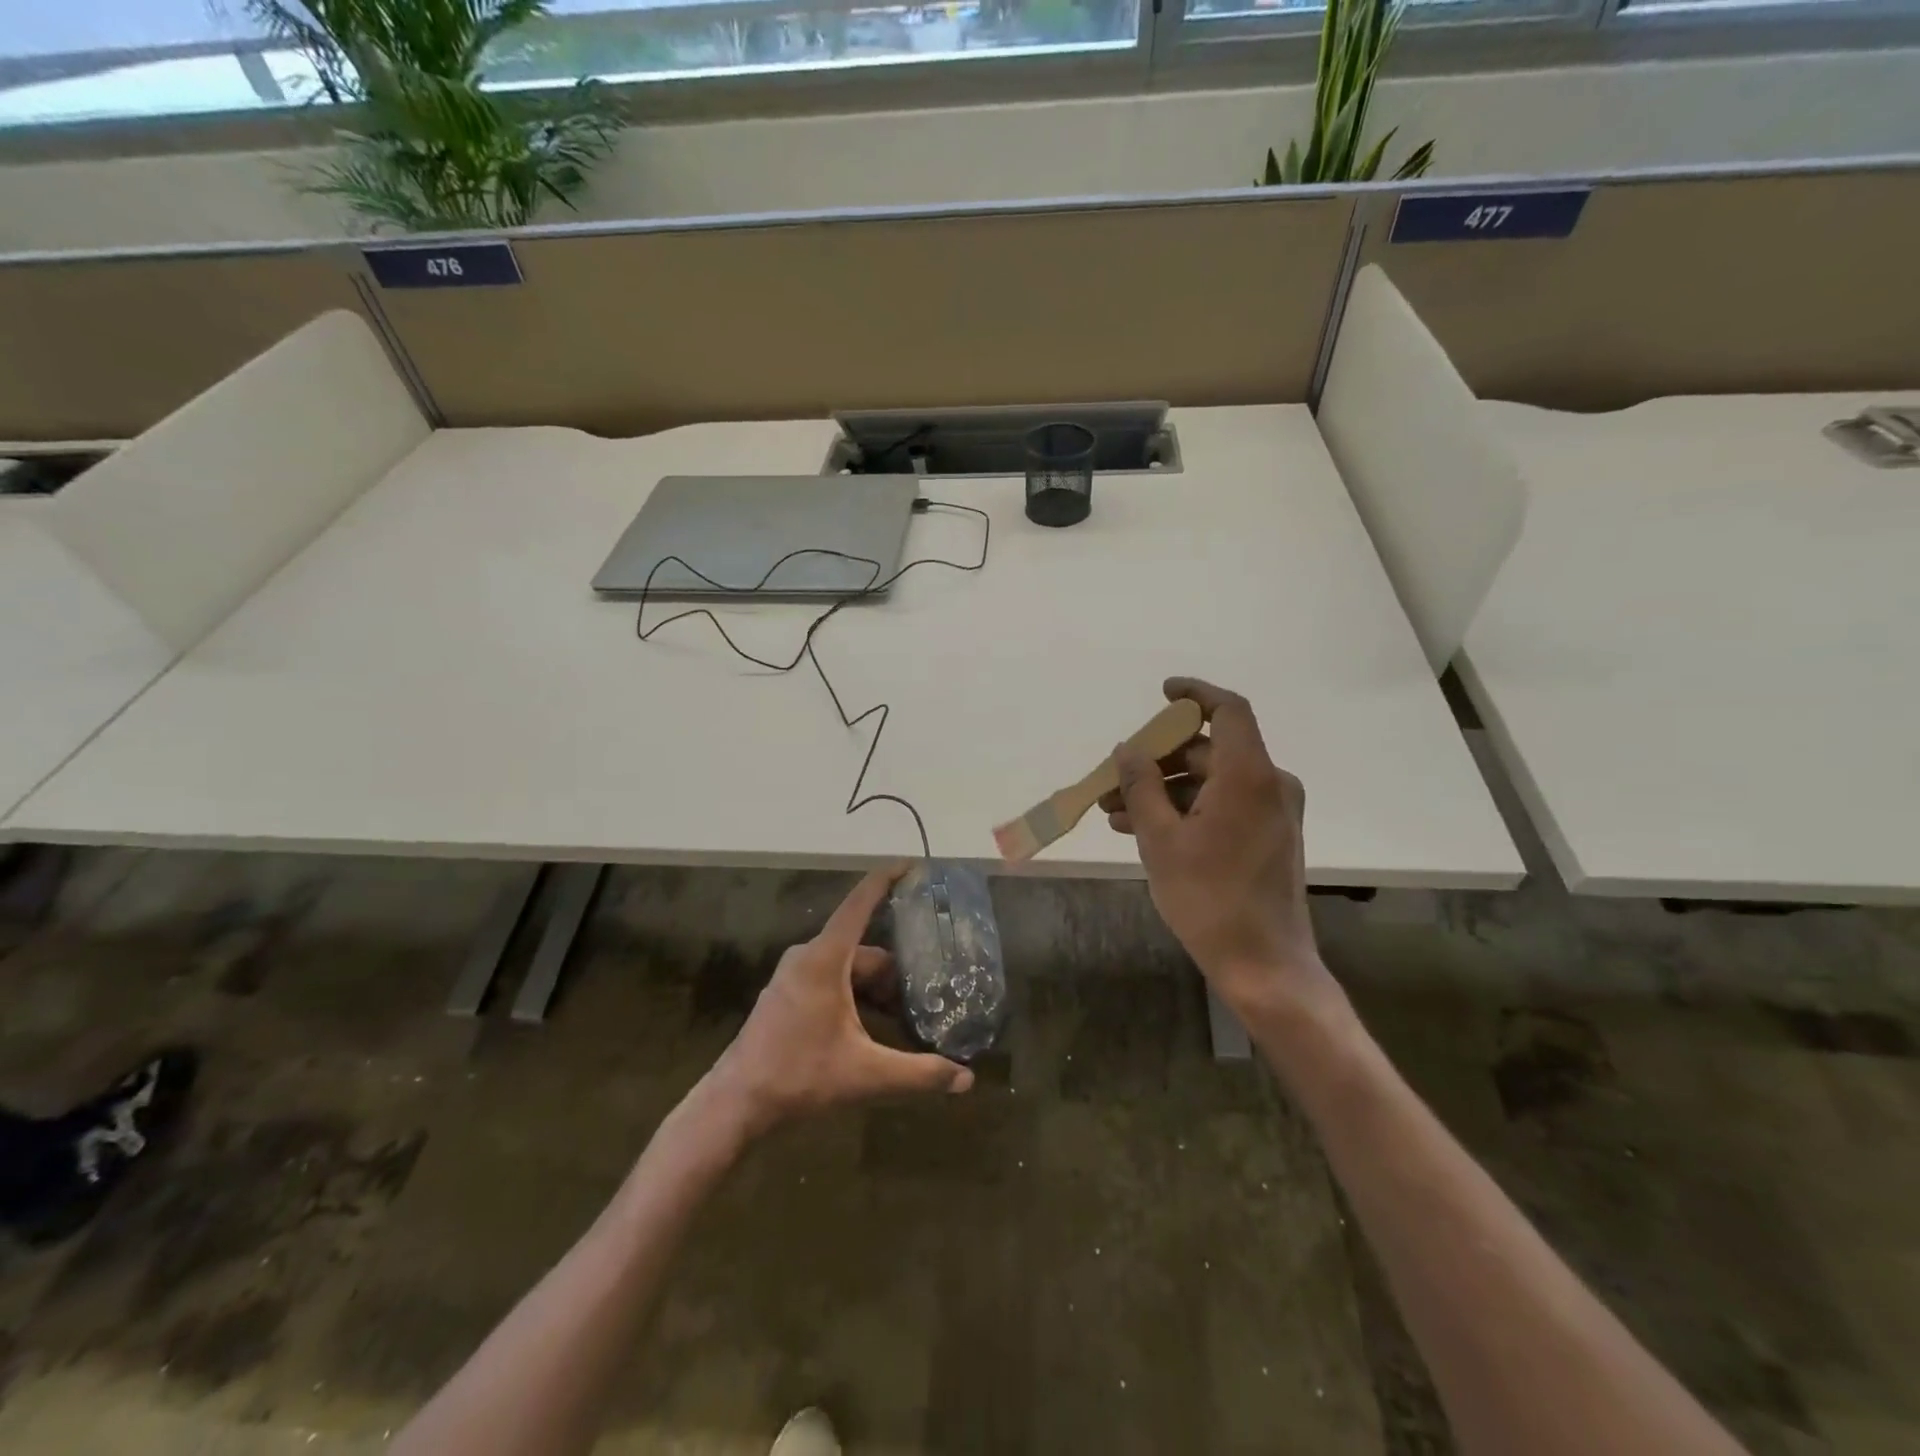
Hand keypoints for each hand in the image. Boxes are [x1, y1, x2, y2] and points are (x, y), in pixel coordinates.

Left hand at [707, 865, 973, 1134]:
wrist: (737, 1102)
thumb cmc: (799, 1076)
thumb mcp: (866, 1075)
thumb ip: (920, 1073)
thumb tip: (967, 1079)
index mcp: (826, 959)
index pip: (860, 903)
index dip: (886, 879)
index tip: (912, 864)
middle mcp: (808, 957)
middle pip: (863, 949)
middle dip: (895, 971)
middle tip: (928, 993)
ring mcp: (794, 975)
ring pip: (848, 967)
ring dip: (876, 988)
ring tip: (907, 1014)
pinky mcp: (787, 994)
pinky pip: (832, 979)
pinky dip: (856, 995)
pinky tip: (873, 1026)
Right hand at [1101, 677, 1333, 1017]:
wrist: (1263, 964)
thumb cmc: (1209, 898)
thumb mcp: (1161, 839)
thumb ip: (1141, 786)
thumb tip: (1128, 749)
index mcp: (1249, 775)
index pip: (1228, 710)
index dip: (1195, 694)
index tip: (1162, 693)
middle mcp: (1270, 784)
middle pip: (1210, 750)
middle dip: (1157, 761)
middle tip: (1113, 780)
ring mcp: (1273, 812)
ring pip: (1211, 782)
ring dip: (1164, 790)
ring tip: (1115, 812)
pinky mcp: (1268, 836)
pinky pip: (1222, 805)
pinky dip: (1186, 809)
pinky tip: (1142, 829)